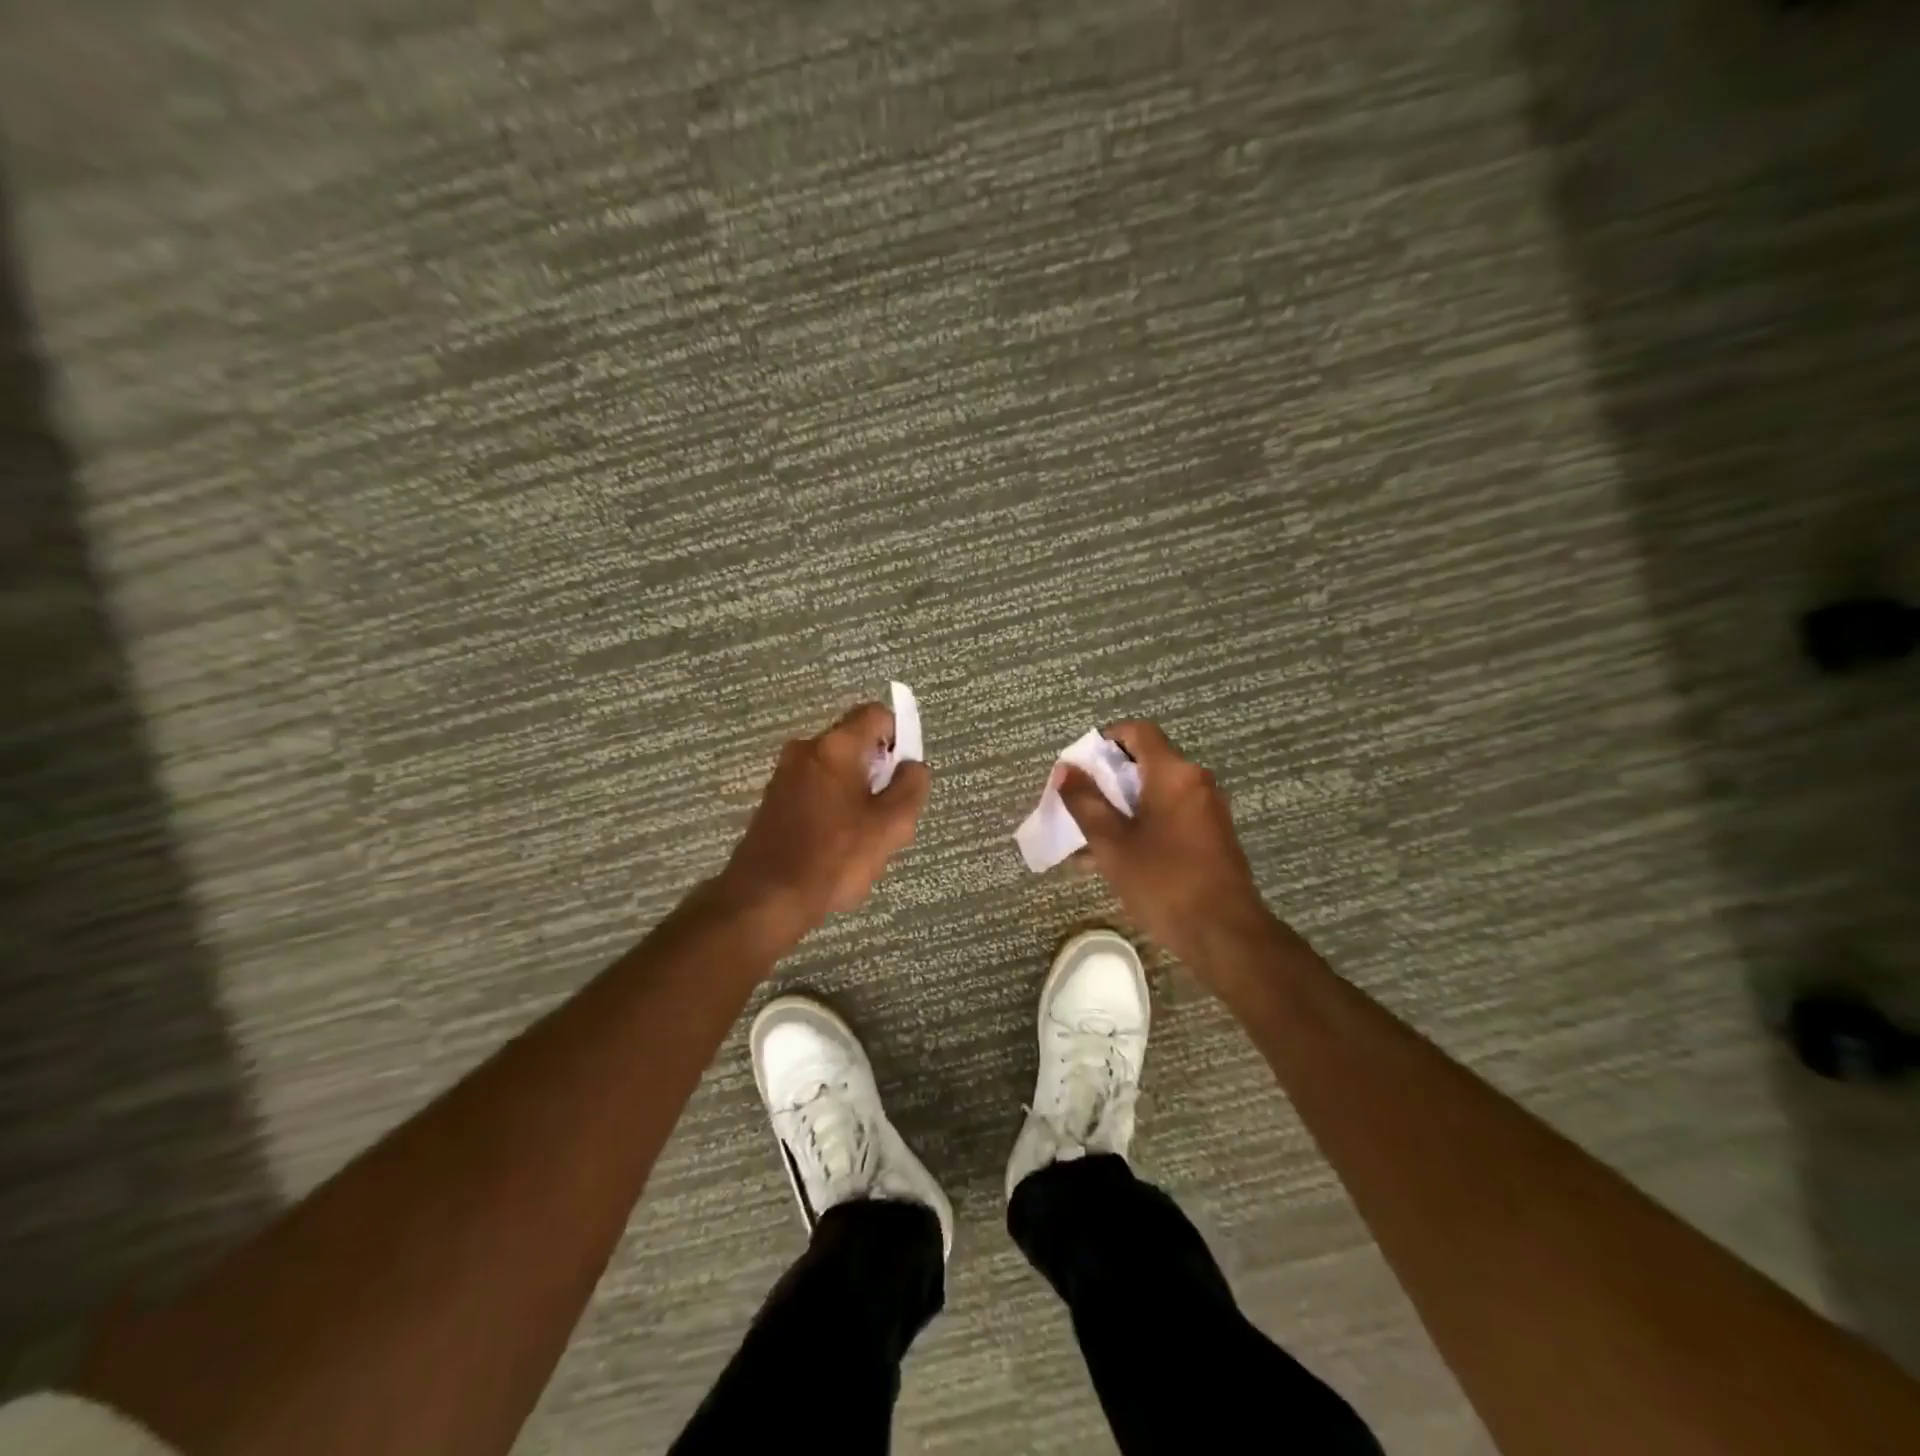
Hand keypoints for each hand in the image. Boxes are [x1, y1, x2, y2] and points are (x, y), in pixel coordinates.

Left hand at [719, 703, 930, 935]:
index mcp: (836, 746)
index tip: (905, 774)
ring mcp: (784, 775)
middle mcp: (805, 749)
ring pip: (835, 769)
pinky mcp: (773, 801)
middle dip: (878, 771)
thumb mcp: (891, 825)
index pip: (876, 714)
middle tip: (888, 813)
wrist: (766, 898)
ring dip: (856, 792)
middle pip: (855, 742)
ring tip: (862, 836)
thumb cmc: (834, 857)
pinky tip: (835, 845)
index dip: (899, 736)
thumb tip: (913, 766)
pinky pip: (814, 789)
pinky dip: (832, 806)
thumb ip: (911, 787)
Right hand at [1057, 721, 1270, 974]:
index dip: (1106, 740)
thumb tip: (1065, 769)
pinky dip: (1143, 825)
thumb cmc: (1163, 881)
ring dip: (1122, 808)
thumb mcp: (1112, 843)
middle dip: (1108, 780)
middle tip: (1079, 804)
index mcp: (1174, 774)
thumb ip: (1085, 802)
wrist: (1224, 934)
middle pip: (1147, 763)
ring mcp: (1208, 811)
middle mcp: (1196, 782)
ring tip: (1089, 838)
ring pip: (1156, 794)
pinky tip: (1117, 859)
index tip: (1081, 766)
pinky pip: (1171, 817)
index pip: (1139, 732)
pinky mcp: (1213, 837)